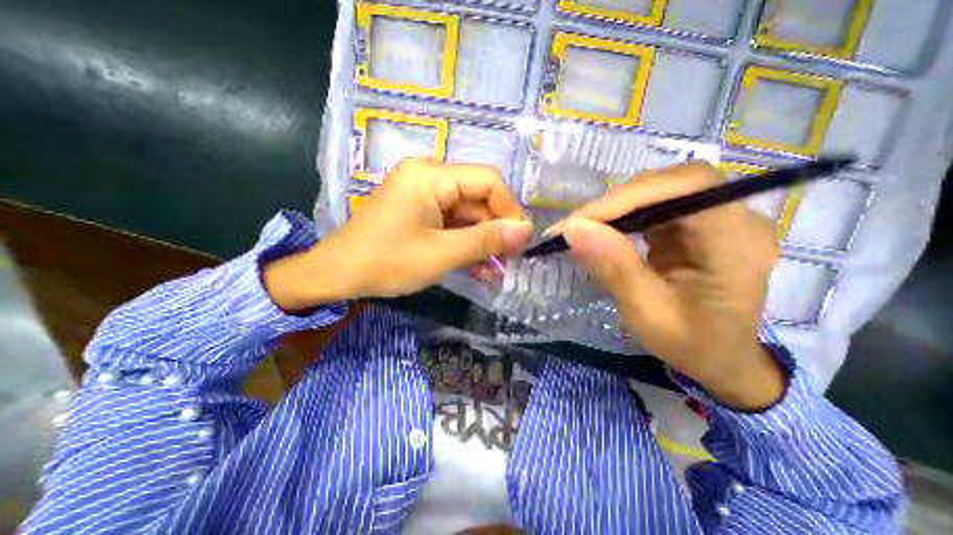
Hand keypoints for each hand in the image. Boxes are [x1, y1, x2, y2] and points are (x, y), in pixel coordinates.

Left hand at [263, 157, 532, 309]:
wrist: (338, 275)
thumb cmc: (386, 262)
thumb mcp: (441, 253)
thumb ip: (485, 240)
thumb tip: (525, 231)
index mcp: (431, 176)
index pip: (488, 180)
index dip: (509, 209)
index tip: (520, 240)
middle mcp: (429, 177)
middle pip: (478, 199)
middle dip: (496, 231)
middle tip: (509, 260)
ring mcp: (424, 196)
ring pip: (467, 216)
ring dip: (483, 242)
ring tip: (497, 270)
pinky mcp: (421, 213)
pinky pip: (452, 225)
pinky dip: (466, 245)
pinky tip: (479, 269)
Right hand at [555, 161, 785, 409]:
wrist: (720, 358)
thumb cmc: (692, 343)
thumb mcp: (649, 313)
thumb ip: (615, 268)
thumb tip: (573, 229)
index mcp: (736, 241)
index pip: (687, 187)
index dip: (631, 195)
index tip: (581, 221)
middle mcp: (732, 218)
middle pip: (669, 184)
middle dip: (616, 203)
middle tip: (575, 226)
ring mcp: (712, 218)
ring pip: (657, 191)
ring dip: (614, 209)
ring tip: (582, 229)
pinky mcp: (691, 225)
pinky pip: (652, 207)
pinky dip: (620, 217)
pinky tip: (602, 231)